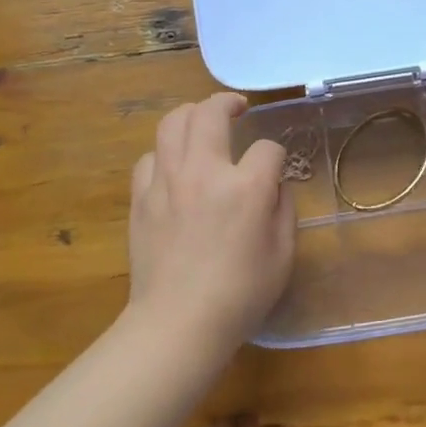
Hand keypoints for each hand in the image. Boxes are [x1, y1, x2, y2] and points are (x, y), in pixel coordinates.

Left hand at [127, 92, 294, 353]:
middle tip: (238, 108)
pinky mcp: (141, 197)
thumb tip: (274, 185)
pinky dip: (164, 153)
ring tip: (202, 121)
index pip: (267, 149)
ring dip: (192, 115)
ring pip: (173, 123)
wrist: (178, 323)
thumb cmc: (240, 294)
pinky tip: (174, 165)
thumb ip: (284, 209)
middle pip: (210, 113)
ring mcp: (167, 181)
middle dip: (228, 103)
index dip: (276, 156)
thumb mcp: (283, 255)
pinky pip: (149, 157)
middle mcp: (204, 172)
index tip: (276, 171)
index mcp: (245, 187)